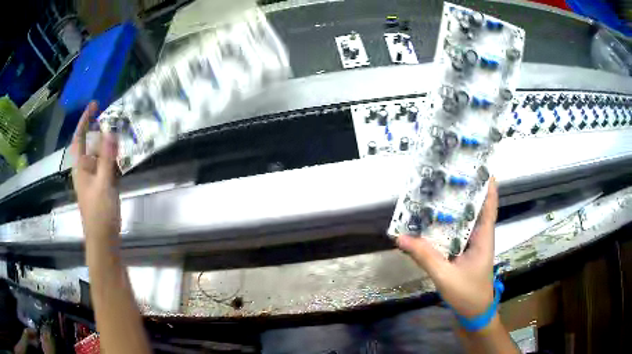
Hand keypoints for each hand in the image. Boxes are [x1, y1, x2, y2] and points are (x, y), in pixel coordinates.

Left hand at [71, 102, 120, 241]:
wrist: (103, 239)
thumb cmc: (99, 213)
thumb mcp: (103, 184)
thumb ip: (106, 158)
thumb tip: (111, 131)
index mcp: (81, 167)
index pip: (79, 138)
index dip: (85, 120)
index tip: (95, 104)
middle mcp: (86, 169)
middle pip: (91, 144)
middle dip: (100, 130)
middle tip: (115, 118)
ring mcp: (94, 178)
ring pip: (100, 154)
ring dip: (109, 144)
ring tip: (122, 133)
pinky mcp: (103, 186)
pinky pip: (107, 166)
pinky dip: (114, 158)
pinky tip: (123, 156)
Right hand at [396, 178, 498, 318]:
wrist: (473, 313)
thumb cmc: (467, 293)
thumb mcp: (445, 275)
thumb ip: (424, 257)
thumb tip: (401, 238)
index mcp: (483, 238)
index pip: (489, 207)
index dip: (488, 187)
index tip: (481, 167)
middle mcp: (479, 237)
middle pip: (475, 209)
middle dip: (464, 192)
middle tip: (447, 175)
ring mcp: (471, 246)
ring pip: (463, 222)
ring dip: (453, 209)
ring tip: (436, 193)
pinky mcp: (463, 254)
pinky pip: (454, 235)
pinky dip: (445, 227)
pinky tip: (432, 222)